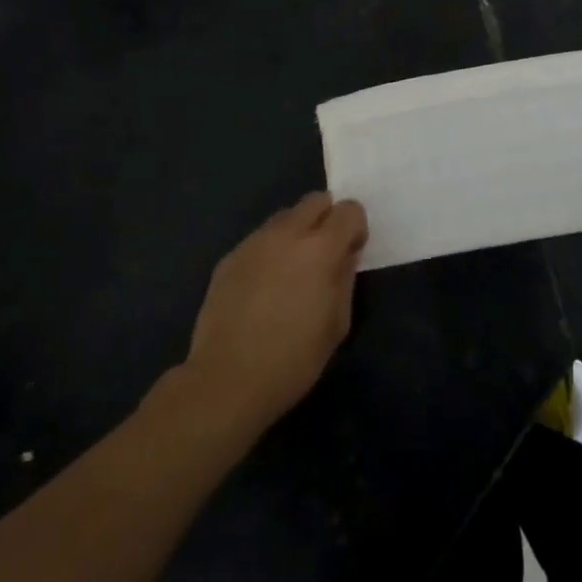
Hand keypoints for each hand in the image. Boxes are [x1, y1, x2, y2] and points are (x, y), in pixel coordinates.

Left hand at [182, 193, 366, 434]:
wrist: (227, 381)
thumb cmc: (293, 359)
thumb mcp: (337, 323)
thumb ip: (345, 278)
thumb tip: (345, 255)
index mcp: (320, 248)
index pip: (349, 210)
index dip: (355, 228)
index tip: (351, 253)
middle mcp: (286, 234)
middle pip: (316, 200)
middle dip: (327, 219)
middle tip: (325, 254)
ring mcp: (253, 243)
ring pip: (285, 217)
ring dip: (297, 232)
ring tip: (292, 271)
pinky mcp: (229, 258)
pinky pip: (260, 240)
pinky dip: (271, 251)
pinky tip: (265, 287)